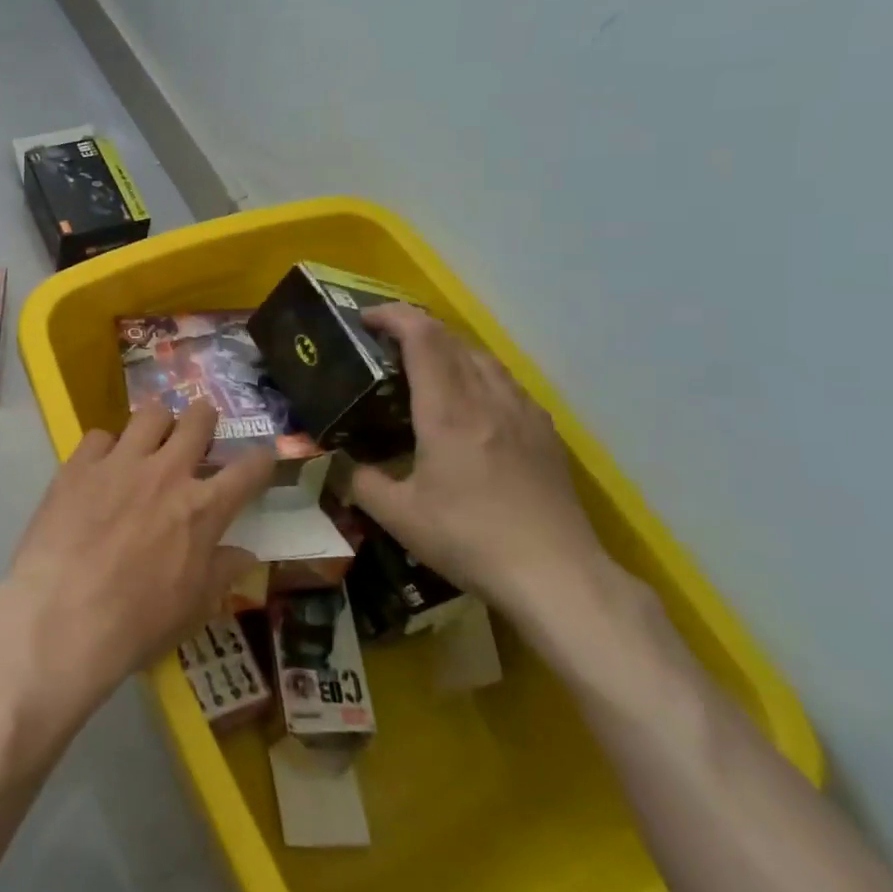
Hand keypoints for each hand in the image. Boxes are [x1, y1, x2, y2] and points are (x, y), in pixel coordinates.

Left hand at [3, 401, 270, 706]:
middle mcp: (166, 473)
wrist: (62, 618)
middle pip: (198, 420)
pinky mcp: (79, 465)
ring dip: (157, 424)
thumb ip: (222, 571)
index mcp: (202, 509)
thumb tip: (245, 554)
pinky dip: (106, 448)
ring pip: (150, 414)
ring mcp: (120, 463)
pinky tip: (100, 466)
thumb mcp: (193, 607)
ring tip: (150, 440)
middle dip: (205, 418)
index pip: (248, 470)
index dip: (261, 460)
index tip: (262, 458)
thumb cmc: (137, 623)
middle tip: (200, 429)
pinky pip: (99, 436)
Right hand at [349, 304, 606, 627]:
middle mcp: (487, 398)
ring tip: (425, 369)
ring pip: (483, 357)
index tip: (365, 320)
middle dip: (414, 328)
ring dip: (448, 349)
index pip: (422, 337)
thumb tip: (336, 465)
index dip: (392, 316)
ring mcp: (522, 412)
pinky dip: (477, 374)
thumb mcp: (399, 516)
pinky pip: (506, 382)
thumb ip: (359, 482)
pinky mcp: (544, 432)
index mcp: (448, 410)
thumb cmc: (469, 539)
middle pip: (452, 338)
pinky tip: (472, 404)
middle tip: (384, 345)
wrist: (557, 574)